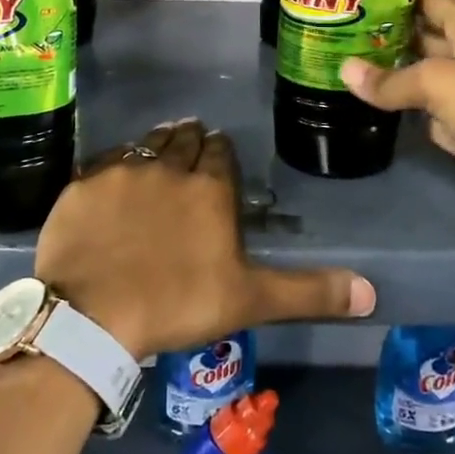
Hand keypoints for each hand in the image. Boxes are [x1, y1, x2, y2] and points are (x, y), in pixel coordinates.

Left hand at [33, 119, 376, 359]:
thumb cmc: (177, 304)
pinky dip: (114, 163)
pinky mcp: (83, 184)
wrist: (92, 314)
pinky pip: (104, 161)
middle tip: (190, 141)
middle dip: (190, 139)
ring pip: (145, 143)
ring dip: (156, 143)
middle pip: (183, 140)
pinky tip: (114, 173)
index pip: (220, 152)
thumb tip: (371, 291)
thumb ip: (309, 292)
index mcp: (209, 188)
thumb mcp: (249, 300)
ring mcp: (122, 171)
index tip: (219, 150)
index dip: (221, 151)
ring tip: (160, 146)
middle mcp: (168, 166)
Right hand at [339, 0, 454, 222]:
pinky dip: (397, 105)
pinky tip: (363, 98)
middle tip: (332, 28)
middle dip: (380, 31)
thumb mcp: (438, 80)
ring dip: (384, 70)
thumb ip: (390, 79)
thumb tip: (344, 72)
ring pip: (415, 72)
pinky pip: (419, 107)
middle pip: (417, 33)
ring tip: (337, 60)